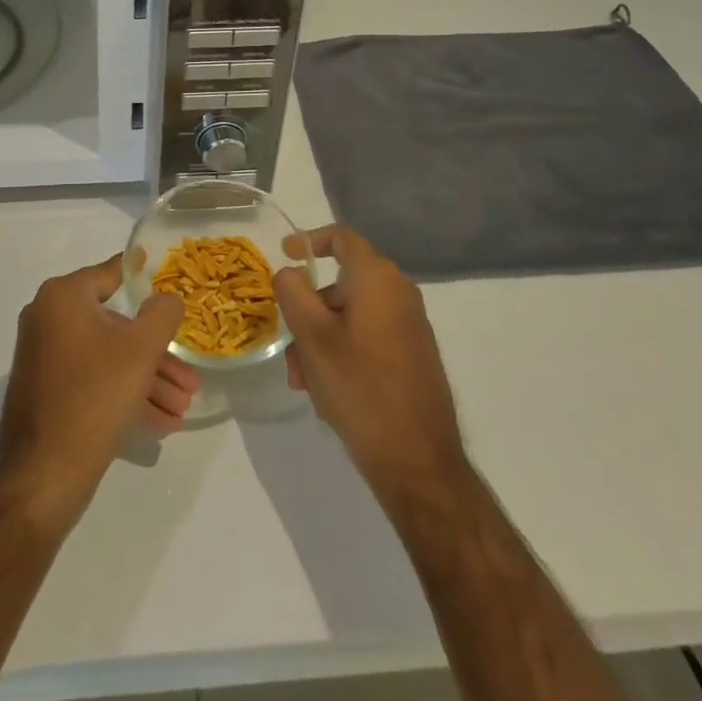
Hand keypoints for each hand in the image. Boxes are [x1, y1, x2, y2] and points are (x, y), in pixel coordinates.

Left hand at [0, 255, 195, 526]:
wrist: (42, 475)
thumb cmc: (94, 396)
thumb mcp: (140, 350)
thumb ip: (161, 314)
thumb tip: (167, 296)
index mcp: (63, 297)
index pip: (111, 274)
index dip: (144, 279)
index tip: (169, 280)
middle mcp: (48, 318)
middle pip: (115, 326)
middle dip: (157, 354)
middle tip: (189, 379)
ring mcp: (44, 356)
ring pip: (107, 357)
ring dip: (147, 380)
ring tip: (181, 408)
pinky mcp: (46, 390)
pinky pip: (93, 380)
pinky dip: (123, 394)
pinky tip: (160, 422)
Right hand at [274, 225, 467, 495]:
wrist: (418, 462)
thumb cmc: (360, 388)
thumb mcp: (312, 336)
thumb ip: (293, 291)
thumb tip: (290, 273)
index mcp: (378, 279)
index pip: (342, 238)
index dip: (309, 239)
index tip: (283, 253)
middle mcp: (399, 294)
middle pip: (341, 285)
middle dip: (307, 312)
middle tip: (289, 349)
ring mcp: (410, 326)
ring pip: (350, 316)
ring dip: (320, 339)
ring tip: (305, 382)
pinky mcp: (413, 355)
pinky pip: (367, 337)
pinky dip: (342, 351)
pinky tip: (328, 391)